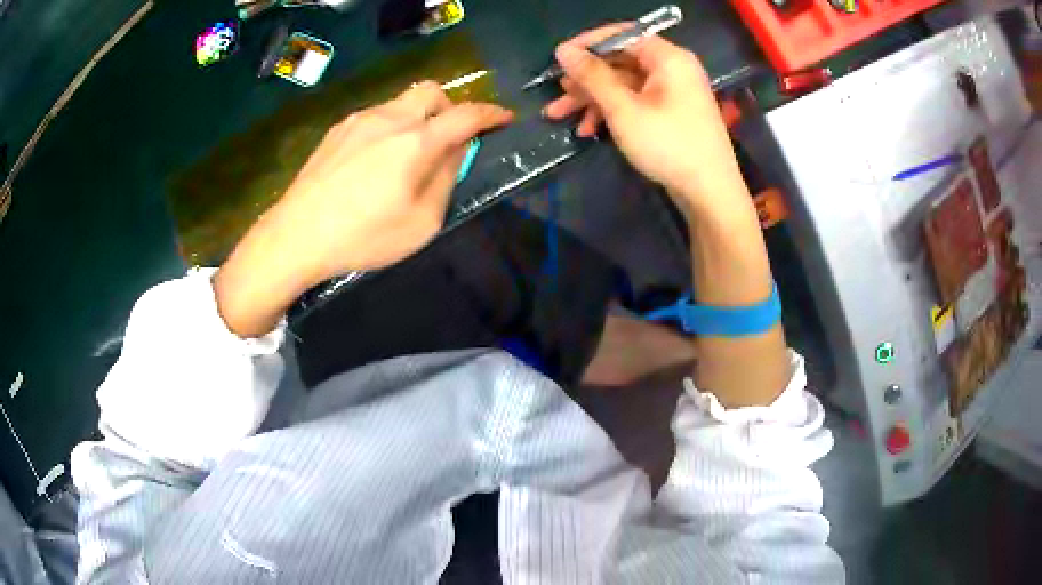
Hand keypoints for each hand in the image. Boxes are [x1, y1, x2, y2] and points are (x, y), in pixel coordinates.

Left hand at [214, 82, 513, 336]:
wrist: (296, 235)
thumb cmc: (363, 236)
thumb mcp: (421, 222)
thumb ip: (446, 179)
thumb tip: (456, 151)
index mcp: (416, 142)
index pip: (466, 115)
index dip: (491, 114)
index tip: (504, 118)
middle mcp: (390, 119)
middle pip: (430, 91)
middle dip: (448, 107)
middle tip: (447, 137)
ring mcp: (359, 120)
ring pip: (400, 103)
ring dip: (416, 118)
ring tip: (406, 155)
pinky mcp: (337, 130)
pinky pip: (374, 116)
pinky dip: (389, 128)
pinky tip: (373, 161)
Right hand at [543, 25, 748, 217]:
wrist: (710, 194)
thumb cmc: (668, 145)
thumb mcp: (623, 109)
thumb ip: (592, 76)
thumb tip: (563, 50)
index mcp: (668, 58)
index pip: (622, 35)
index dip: (587, 44)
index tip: (558, 58)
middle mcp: (672, 68)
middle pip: (620, 61)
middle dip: (585, 79)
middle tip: (557, 94)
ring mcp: (673, 92)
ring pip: (624, 84)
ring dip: (592, 99)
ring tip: (558, 115)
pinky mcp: (671, 113)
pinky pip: (636, 101)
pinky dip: (612, 112)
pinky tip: (588, 130)